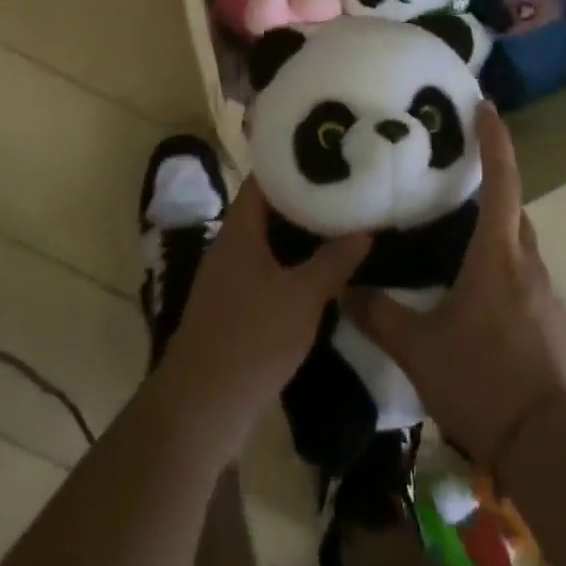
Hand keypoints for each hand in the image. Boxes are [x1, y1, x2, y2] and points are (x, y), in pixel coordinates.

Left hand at [157, 180, 368, 441]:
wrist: (201, 410)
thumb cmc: (251, 339)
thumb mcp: (303, 297)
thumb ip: (334, 260)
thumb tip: (365, 230)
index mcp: (240, 228)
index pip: (267, 176)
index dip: (296, 162)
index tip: (330, 154)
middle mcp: (231, 244)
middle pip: (270, 207)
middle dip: (307, 199)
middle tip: (347, 190)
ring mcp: (230, 276)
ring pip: (271, 241)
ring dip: (303, 235)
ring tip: (343, 224)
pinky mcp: (234, 306)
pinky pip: (268, 269)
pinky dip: (294, 264)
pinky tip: (323, 272)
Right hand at [346, 104, 565, 466]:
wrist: (549, 447)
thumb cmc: (483, 380)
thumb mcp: (419, 349)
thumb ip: (379, 315)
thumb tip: (344, 290)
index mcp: (498, 254)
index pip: (501, 180)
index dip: (495, 140)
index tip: (486, 106)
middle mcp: (527, 263)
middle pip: (512, 209)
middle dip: (491, 186)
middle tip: (457, 176)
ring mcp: (545, 294)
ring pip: (519, 244)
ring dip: (496, 230)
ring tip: (460, 235)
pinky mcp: (551, 322)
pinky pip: (525, 275)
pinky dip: (504, 266)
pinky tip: (479, 293)